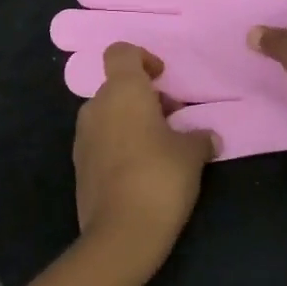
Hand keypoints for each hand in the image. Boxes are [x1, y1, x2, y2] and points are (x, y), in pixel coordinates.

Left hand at [73, 43, 216, 276]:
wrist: (121, 233)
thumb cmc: (160, 177)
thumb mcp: (192, 153)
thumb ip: (199, 137)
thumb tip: (207, 137)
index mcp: (122, 91)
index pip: (121, 52)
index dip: (143, 58)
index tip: (163, 78)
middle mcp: (96, 107)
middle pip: (118, 86)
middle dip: (145, 97)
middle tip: (174, 119)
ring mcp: (83, 137)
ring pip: (110, 114)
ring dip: (132, 121)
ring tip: (162, 147)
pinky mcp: (79, 165)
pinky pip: (102, 141)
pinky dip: (120, 144)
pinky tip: (143, 170)